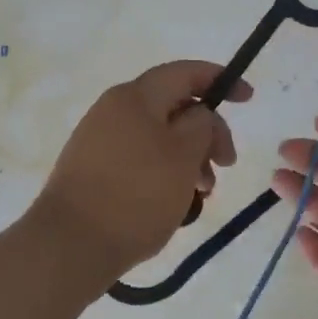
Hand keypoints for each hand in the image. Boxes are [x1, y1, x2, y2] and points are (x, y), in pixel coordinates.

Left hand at [33, 61, 251, 279]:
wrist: (70, 245)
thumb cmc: (136, 195)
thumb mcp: (184, 155)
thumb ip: (202, 124)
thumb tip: (199, 116)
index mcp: (135, 96)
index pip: (184, 72)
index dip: (220, 80)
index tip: (248, 99)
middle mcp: (113, 109)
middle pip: (173, 107)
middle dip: (207, 132)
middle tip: (226, 165)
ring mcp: (99, 140)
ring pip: (159, 137)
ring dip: (189, 157)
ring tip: (203, 192)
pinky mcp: (93, 169)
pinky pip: (140, 158)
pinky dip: (165, 172)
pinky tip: (176, 202)